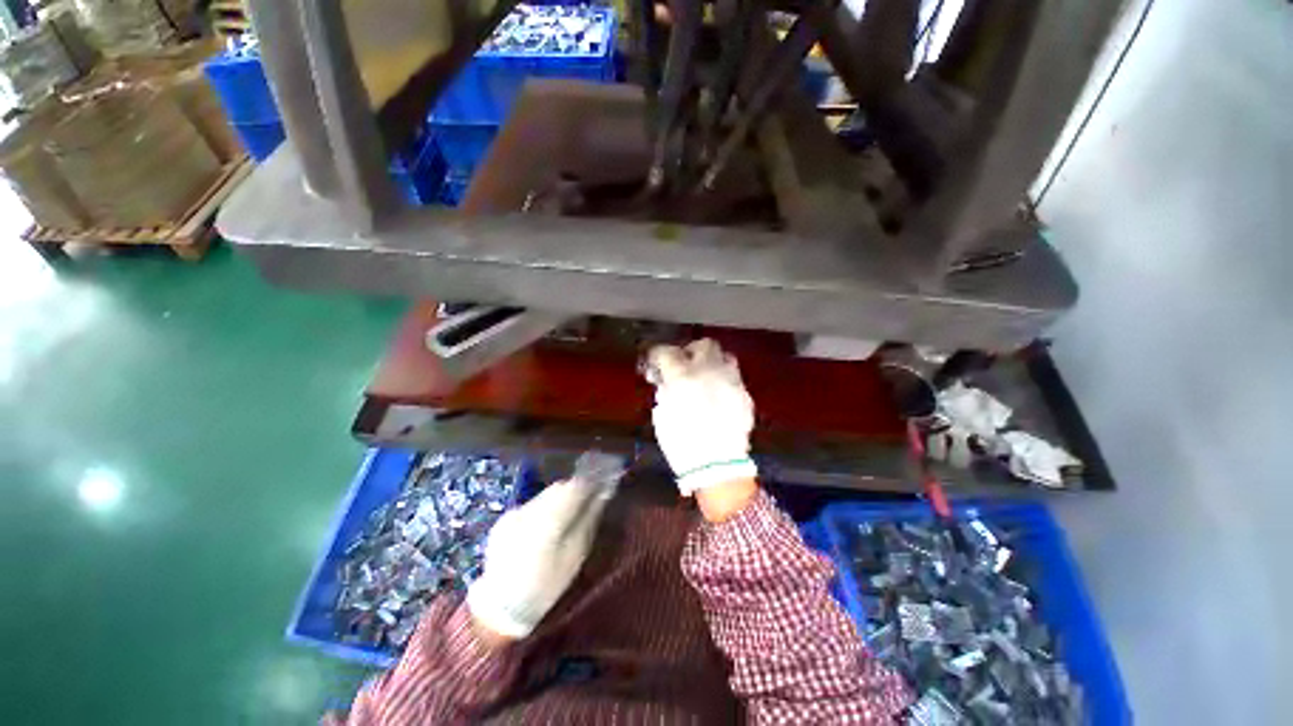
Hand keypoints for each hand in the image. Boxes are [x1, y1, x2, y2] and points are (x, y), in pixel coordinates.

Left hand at [466, 455, 620, 638]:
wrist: (500, 609)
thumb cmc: (545, 586)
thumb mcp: (574, 556)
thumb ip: (588, 519)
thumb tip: (602, 494)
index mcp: (549, 519)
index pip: (574, 486)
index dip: (591, 481)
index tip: (604, 481)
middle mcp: (530, 509)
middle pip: (559, 487)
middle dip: (576, 488)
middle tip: (591, 497)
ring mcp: (514, 512)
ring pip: (545, 494)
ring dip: (560, 497)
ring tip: (570, 511)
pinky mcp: (505, 519)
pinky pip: (532, 504)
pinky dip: (545, 507)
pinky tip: (548, 524)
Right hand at [645, 339, 758, 501]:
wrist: (717, 467)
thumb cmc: (682, 444)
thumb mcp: (663, 416)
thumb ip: (665, 391)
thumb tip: (666, 380)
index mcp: (683, 377)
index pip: (668, 352)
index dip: (659, 354)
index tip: (656, 361)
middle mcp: (709, 372)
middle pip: (703, 345)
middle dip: (692, 351)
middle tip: (685, 364)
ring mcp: (731, 381)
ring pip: (725, 356)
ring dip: (713, 362)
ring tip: (706, 376)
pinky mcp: (744, 395)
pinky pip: (734, 378)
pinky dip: (724, 381)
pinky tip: (719, 396)